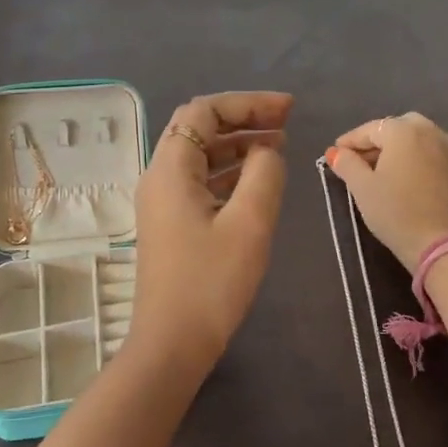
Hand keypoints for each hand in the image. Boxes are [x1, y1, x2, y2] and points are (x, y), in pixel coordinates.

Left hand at [131, 92, 292, 376]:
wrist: (172, 343)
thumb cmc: (211, 282)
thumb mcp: (249, 223)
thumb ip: (264, 174)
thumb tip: (267, 150)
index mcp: (170, 169)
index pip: (203, 112)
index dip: (247, 103)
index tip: (288, 109)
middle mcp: (159, 177)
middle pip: (198, 129)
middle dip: (242, 118)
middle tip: (286, 121)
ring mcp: (162, 201)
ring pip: (199, 155)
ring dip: (237, 144)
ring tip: (280, 145)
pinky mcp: (171, 223)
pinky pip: (200, 181)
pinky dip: (229, 171)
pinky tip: (258, 179)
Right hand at [326, 112, 447, 271]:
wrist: (445, 246)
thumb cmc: (397, 213)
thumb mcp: (363, 188)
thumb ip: (347, 164)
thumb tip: (337, 153)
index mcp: (404, 131)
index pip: (370, 129)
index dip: (349, 141)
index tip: (334, 154)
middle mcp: (431, 132)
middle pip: (398, 128)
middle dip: (378, 141)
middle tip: (361, 161)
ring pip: (419, 140)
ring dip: (399, 149)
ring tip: (384, 172)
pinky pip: (433, 155)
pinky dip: (417, 160)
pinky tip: (408, 181)